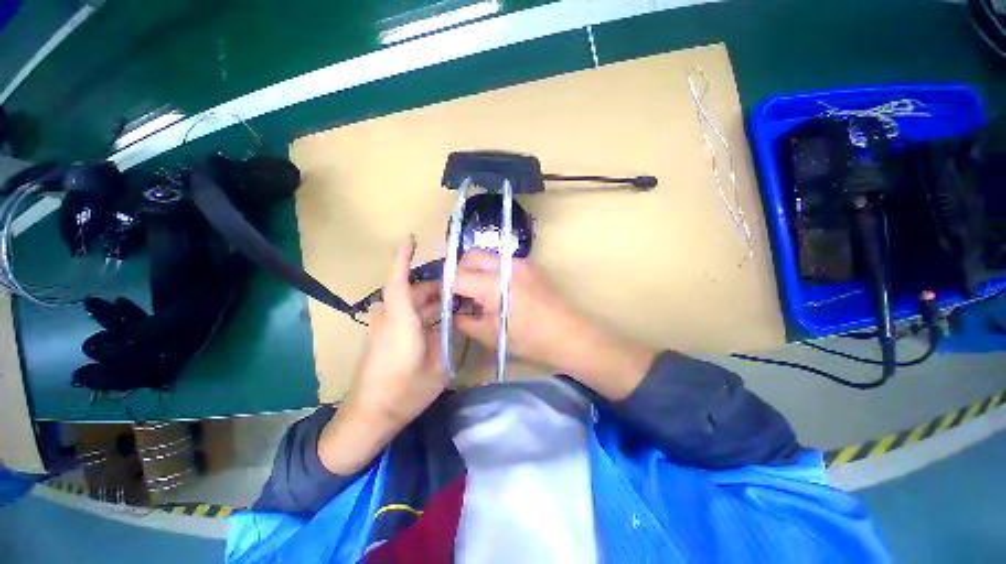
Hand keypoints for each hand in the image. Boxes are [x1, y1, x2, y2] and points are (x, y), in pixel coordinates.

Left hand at [318, 239, 446, 474]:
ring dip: (431, 300)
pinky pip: (404, 313)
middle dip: (437, 287)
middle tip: (462, 290)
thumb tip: (453, 322)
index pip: (399, 281)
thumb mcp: (438, 366)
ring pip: (408, 302)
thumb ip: (446, 338)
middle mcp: (388, 317)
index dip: (403, 258)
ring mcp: (382, 326)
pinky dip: (422, 311)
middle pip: (411, 291)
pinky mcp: (381, 335)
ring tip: (455, 304)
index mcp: (401, 321)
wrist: (369, 416)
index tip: (411, 240)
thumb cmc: (405, 391)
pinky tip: (439, 320)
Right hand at [453, 249, 656, 399]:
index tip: (444, 299)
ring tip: (478, 294)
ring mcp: (520, 262)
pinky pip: (501, 262)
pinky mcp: (530, 265)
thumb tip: (452, 313)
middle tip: (459, 294)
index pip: (457, 276)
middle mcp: (505, 266)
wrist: (569, 334)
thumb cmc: (530, 340)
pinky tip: (497, 292)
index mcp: (494, 285)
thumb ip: (465, 321)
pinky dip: (491, 272)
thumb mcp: (491, 335)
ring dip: (475, 270)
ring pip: (486, 256)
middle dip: (459, 272)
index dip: (445, 287)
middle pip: (470, 256)